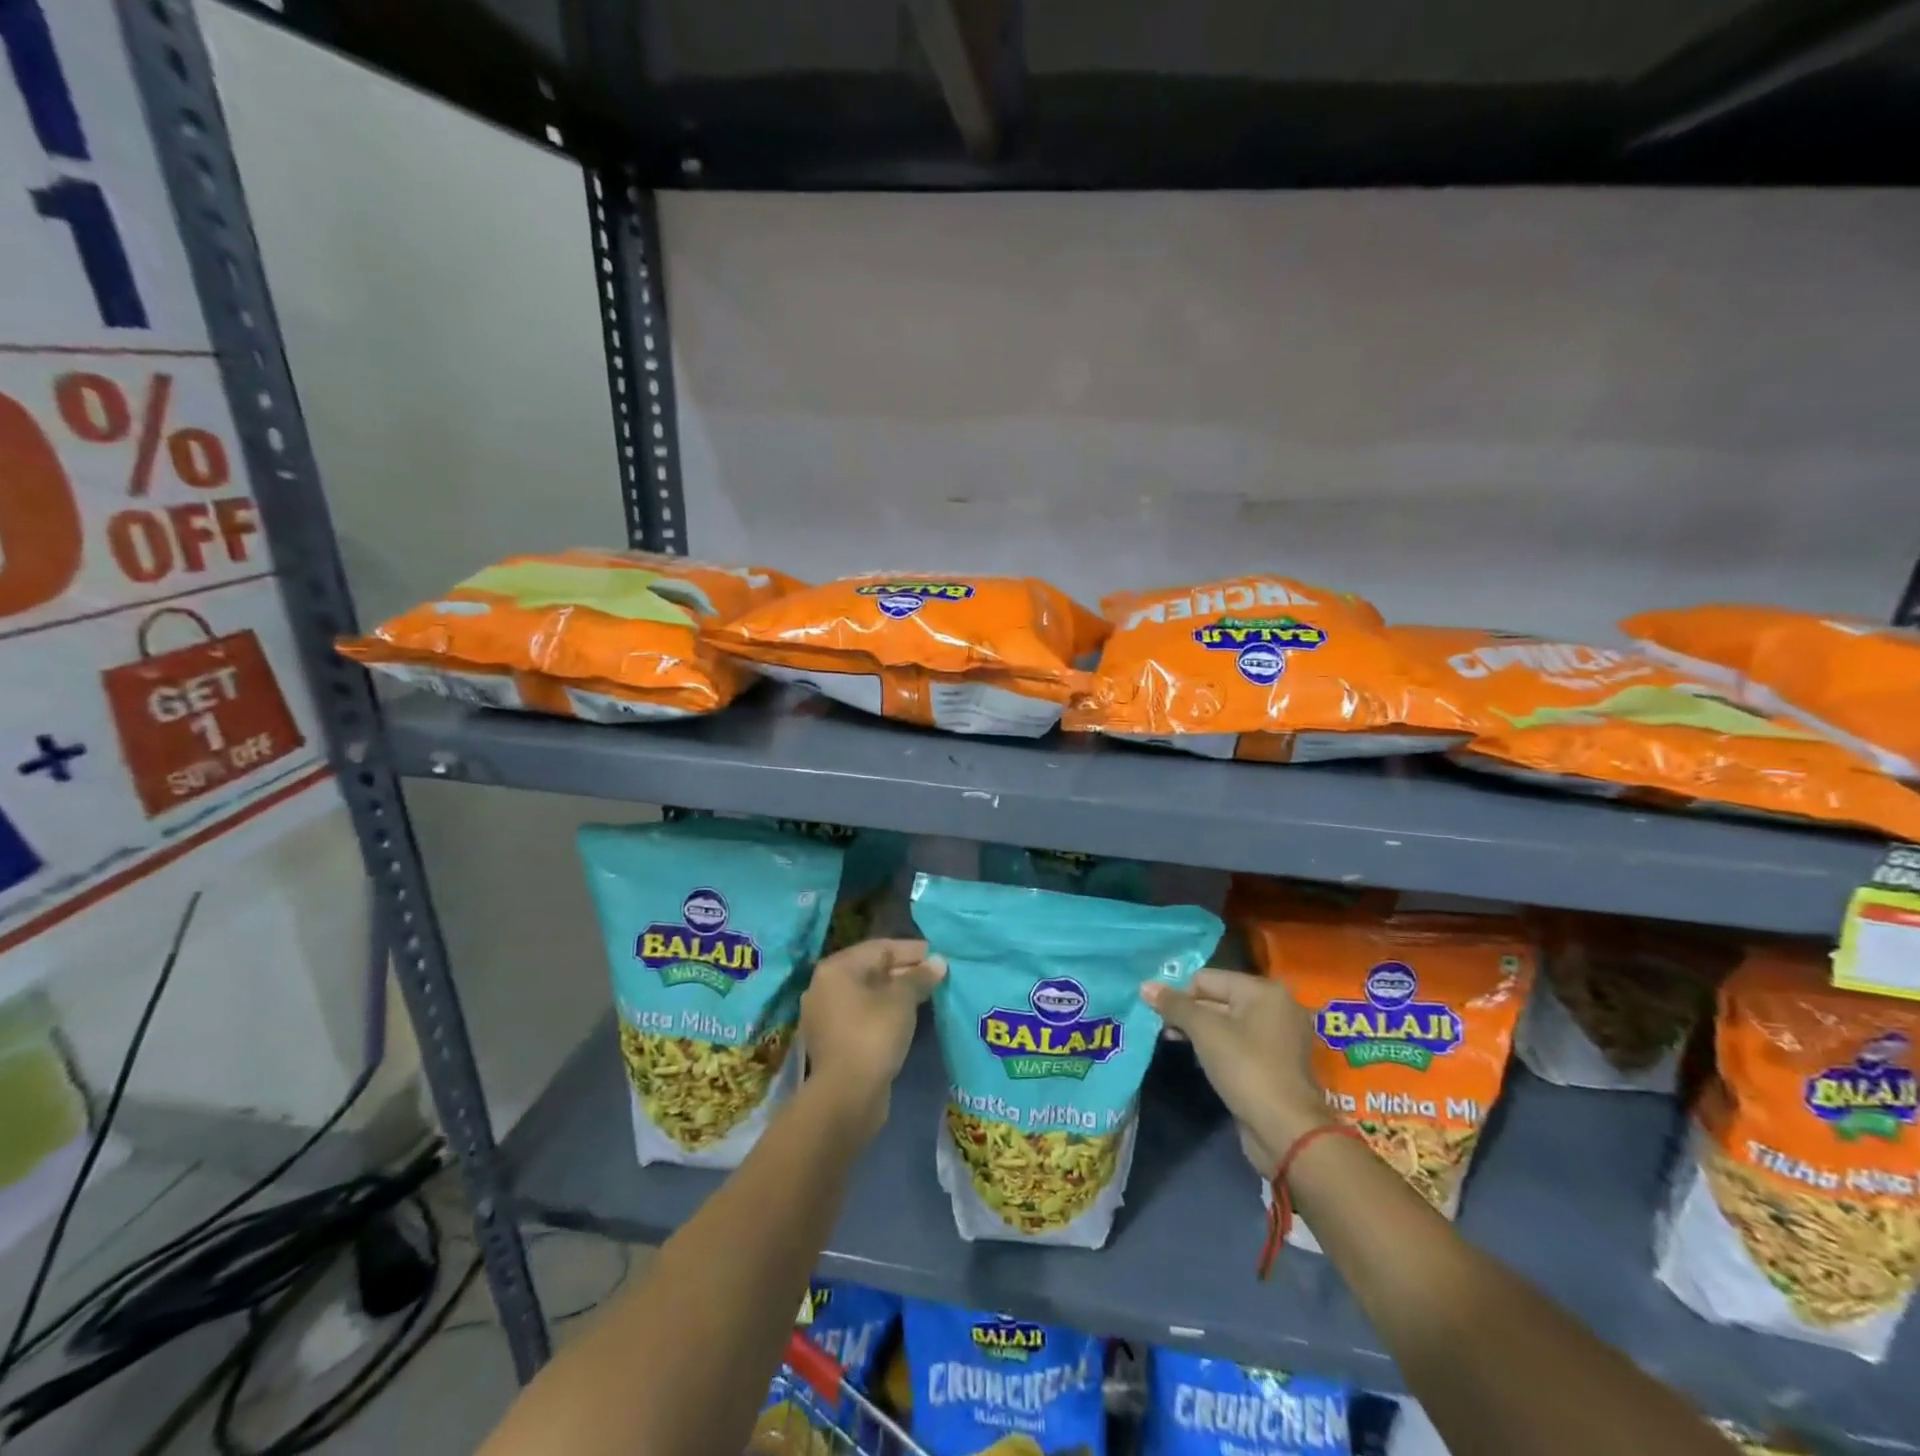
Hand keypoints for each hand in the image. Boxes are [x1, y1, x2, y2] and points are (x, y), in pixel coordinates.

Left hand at [801, 939, 944, 1137]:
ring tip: (926, 995)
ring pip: (867, 994)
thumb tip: (938, 962)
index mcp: (836, 969)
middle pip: (871, 970)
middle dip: (904, 971)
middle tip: (936, 976)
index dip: (912, 950)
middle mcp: (824, 987)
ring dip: (895, 993)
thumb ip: (919, 977)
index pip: (880, 948)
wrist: (846, 1096)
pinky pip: (862, 1015)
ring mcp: (825, 1015)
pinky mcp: (833, 1040)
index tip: (938, 955)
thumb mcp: (902, 1001)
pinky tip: (907, 1018)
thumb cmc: (873, 1035)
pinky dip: (884, 1012)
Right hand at [1142, 969, 1329, 1166]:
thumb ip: (1175, 1005)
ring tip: (1178, 1044)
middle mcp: (1276, 1007)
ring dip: (1201, 1032)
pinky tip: (1202, 1061)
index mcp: (1263, 990)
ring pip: (1228, 1023)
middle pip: (1218, 998)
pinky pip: (1240, 1044)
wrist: (1286, 1131)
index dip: (1180, 995)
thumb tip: (1145, 986)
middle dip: (1189, 1013)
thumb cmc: (1245, 1068)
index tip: (1162, 1018)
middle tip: (1166, 1031)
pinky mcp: (1277, 1063)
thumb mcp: (1204, 1031)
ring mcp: (1280, 1037)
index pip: (1207, 979)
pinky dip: (1219, 1048)